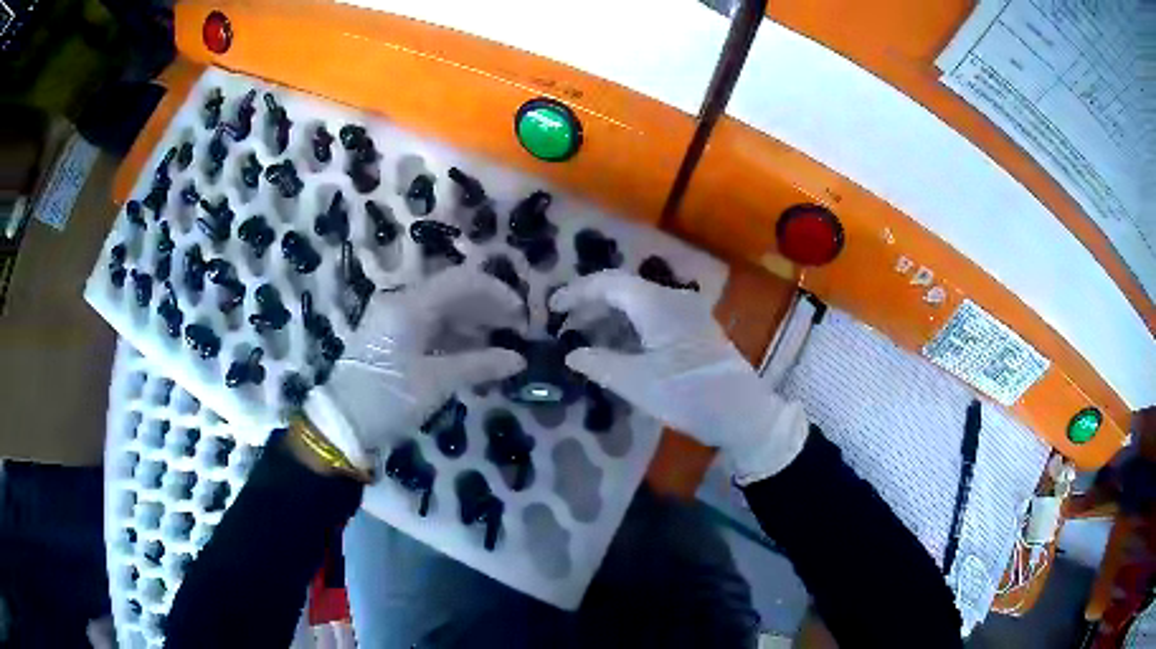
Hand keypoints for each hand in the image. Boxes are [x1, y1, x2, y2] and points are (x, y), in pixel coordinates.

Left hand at [304, 267, 526, 469]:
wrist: (342, 422)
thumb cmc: (388, 399)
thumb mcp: (436, 383)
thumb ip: (479, 365)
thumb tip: (519, 359)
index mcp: (410, 305)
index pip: (462, 281)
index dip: (497, 294)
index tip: (522, 316)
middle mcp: (402, 303)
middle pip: (454, 292)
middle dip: (488, 307)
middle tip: (517, 331)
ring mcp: (395, 319)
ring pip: (443, 309)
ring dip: (474, 322)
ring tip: (501, 344)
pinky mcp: (392, 338)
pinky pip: (430, 326)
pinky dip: (455, 336)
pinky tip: (475, 353)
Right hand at [550, 270, 808, 481]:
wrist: (743, 413)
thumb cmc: (687, 395)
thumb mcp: (636, 383)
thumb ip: (599, 364)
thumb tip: (572, 354)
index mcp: (656, 304)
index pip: (609, 283)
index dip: (577, 292)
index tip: (552, 308)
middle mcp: (673, 299)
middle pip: (624, 289)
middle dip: (592, 303)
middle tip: (565, 324)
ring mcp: (688, 313)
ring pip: (640, 302)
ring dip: (611, 314)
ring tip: (586, 334)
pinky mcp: (696, 329)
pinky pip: (654, 314)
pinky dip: (630, 323)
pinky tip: (620, 343)